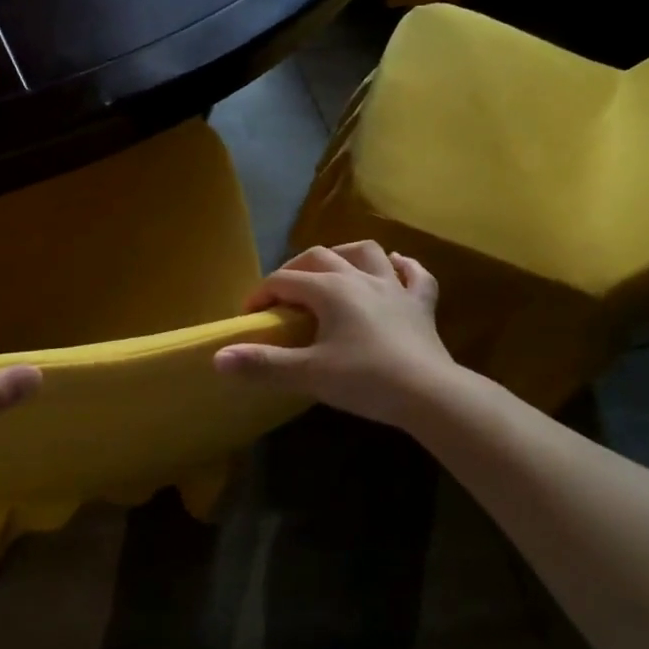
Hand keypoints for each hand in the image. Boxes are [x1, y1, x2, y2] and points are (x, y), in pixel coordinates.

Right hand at [213, 241, 459, 429]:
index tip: (249, 316)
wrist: (430, 394)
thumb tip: (218, 357)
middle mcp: (360, 278)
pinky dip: (403, 267)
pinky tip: (396, 267)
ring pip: (367, 253)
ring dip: (345, 255)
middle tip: (282, 295)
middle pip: (320, 258)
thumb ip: (263, 364)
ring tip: (333, 269)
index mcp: (330, 290)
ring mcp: (395, 288)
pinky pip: (415, 275)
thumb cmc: (366, 380)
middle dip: (295, 270)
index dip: (261, 294)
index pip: (284, 281)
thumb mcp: (309, 374)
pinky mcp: (422, 305)